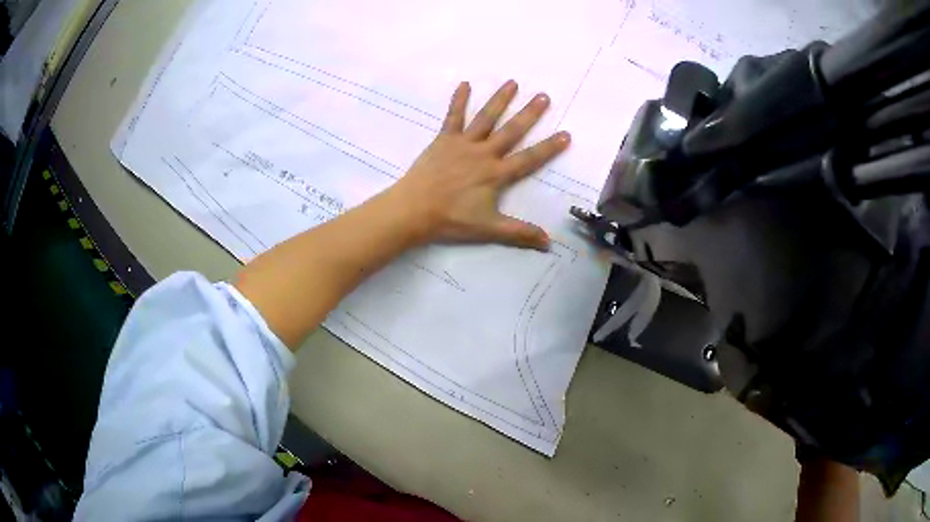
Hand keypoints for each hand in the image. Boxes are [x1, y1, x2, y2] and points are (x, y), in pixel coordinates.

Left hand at [386, 80, 570, 250]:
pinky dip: (458, 100)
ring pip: (486, 118)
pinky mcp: (444, 140)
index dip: (549, 148)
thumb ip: (520, 233)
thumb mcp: (489, 228)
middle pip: (511, 131)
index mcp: (496, 174)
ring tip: (513, 82)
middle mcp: (484, 153)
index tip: (566, 134)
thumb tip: (549, 242)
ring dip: (500, 99)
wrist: (414, 210)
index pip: (529, 158)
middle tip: (544, 96)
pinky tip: (464, 84)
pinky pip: (453, 117)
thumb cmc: (451, 219)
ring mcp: (463, 144)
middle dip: (529, 114)